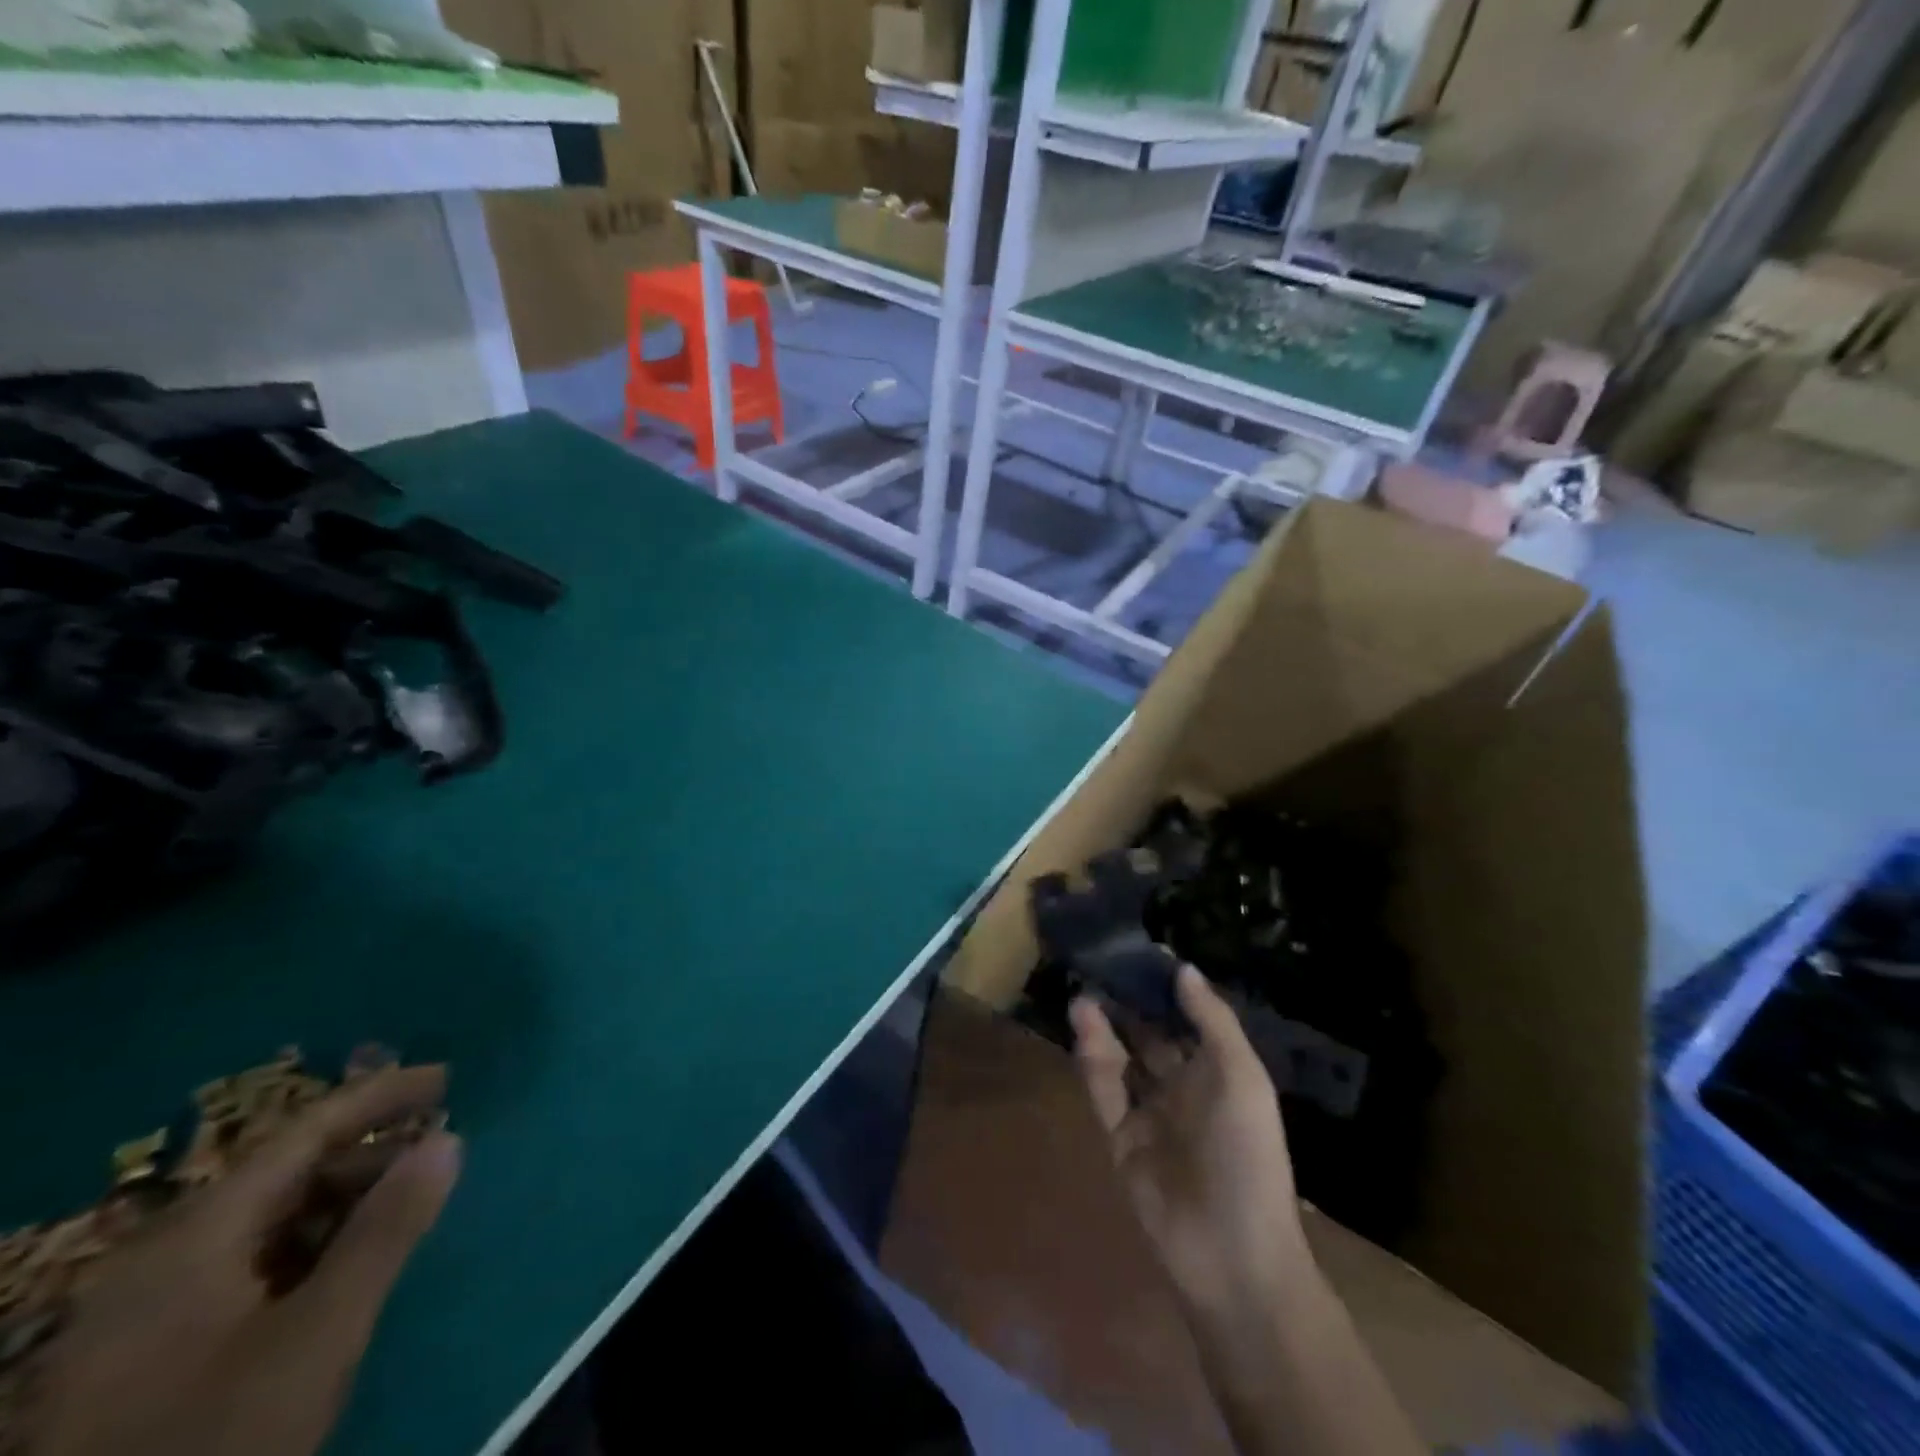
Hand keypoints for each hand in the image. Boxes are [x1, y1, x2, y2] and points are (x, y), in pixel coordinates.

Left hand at [25, 1066, 459, 1455]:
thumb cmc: (219, 1432)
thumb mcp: (320, 1333)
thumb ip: (386, 1230)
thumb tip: (448, 1139)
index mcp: (193, 1235)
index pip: (303, 1134)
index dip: (379, 1096)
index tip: (447, 1077)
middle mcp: (162, 1255)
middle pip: (285, 1176)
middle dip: (369, 1157)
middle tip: (437, 1155)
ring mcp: (146, 1308)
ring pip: (268, 1222)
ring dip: (344, 1204)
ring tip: (404, 1209)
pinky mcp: (149, 1353)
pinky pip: (249, 1264)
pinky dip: (311, 1246)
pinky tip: (345, 1268)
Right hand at [1070, 967, 1309, 1322]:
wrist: (1232, 1254)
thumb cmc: (1248, 1155)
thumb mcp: (1242, 1078)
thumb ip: (1212, 1021)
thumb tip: (1183, 967)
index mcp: (1218, 1074)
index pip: (1187, 1021)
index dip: (1165, 989)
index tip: (1140, 953)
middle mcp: (1182, 1089)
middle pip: (1150, 1036)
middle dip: (1129, 1003)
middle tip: (1101, 964)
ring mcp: (1150, 1115)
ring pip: (1121, 1059)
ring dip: (1105, 1025)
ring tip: (1085, 989)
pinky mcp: (1121, 1138)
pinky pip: (1104, 1089)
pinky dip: (1092, 1056)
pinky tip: (1083, 1022)